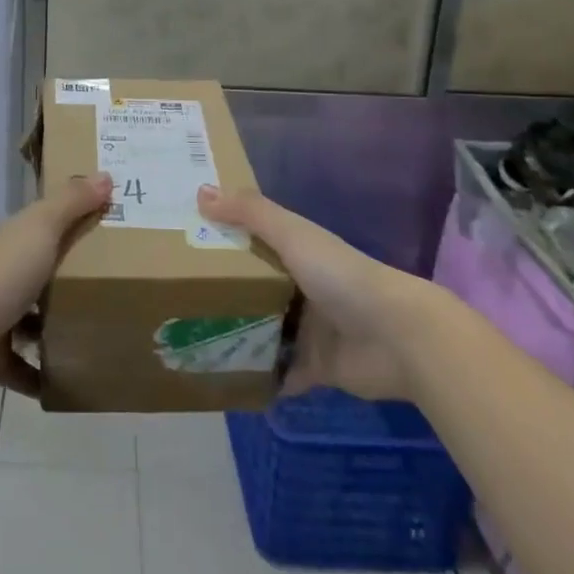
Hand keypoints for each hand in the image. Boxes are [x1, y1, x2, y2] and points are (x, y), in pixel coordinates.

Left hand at [0, 173, 112, 396]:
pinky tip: (70, 383)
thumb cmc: (2, 273)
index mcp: (15, 241)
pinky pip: (23, 367)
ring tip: (99, 336)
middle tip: (116, 289)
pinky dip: (41, 376)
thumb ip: (71, 202)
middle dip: (71, 281)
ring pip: (32, 320)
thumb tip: (105, 175)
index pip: (47, 227)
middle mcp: (4, 275)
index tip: (110, 230)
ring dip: (57, 329)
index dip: (75, 224)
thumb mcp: (41, 227)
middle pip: (42, 274)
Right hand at [198, 185, 439, 402]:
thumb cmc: (340, 275)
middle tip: (175, 298)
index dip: (222, 238)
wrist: (398, 337)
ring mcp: (309, 330)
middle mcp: (301, 287)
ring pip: (264, 331)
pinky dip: (260, 378)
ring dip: (237, 336)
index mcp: (297, 252)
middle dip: (222, 293)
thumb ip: (249, 213)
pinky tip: (226, 381)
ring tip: (191, 341)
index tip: (183, 241)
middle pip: (254, 288)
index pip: (252, 240)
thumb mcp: (291, 234)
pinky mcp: (316, 368)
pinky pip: (281, 374)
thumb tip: (200, 191)